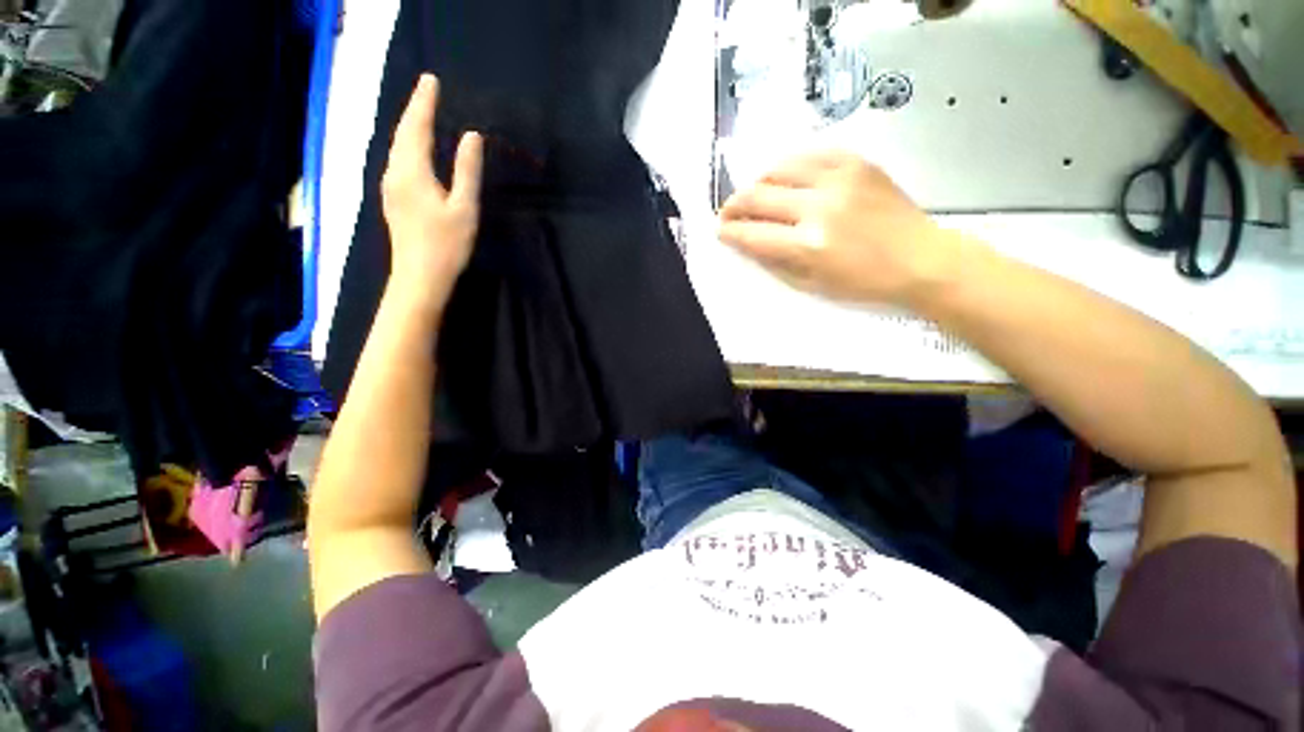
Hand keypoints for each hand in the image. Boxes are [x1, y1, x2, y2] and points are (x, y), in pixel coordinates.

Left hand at [381, 74, 483, 300]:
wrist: (420, 277)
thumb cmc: (447, 244)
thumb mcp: (464, 207)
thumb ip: (467, 170)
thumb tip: (471, 137)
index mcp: (412, 171)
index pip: (417, 127)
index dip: (424, 103)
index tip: (431, 80)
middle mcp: (394, 173)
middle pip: (402, 134)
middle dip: (414, 110)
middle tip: (427, 90)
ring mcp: (390, 187)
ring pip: (397, 148)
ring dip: (408, 127)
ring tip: (420, 113)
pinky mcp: (393, 200)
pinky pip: (397, 162)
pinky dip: (406, 146)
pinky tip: (413, 149)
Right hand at [718, 151, 962, 305]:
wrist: (921, 259)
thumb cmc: (863, 282)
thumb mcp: (811, 284)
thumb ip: (775, 261)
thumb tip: (747, 242)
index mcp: (808, 244)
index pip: (752, 233)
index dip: (730, 231)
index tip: (720, 230)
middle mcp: (819, 206)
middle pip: (758, 196)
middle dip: (734, 205)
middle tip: (727, 212)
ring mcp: (839, 178)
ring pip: (779, 168)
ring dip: (758, 182)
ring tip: (755, 195)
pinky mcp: (857, 163)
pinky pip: (810, 154)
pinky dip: (789, 166)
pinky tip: (785, 177)